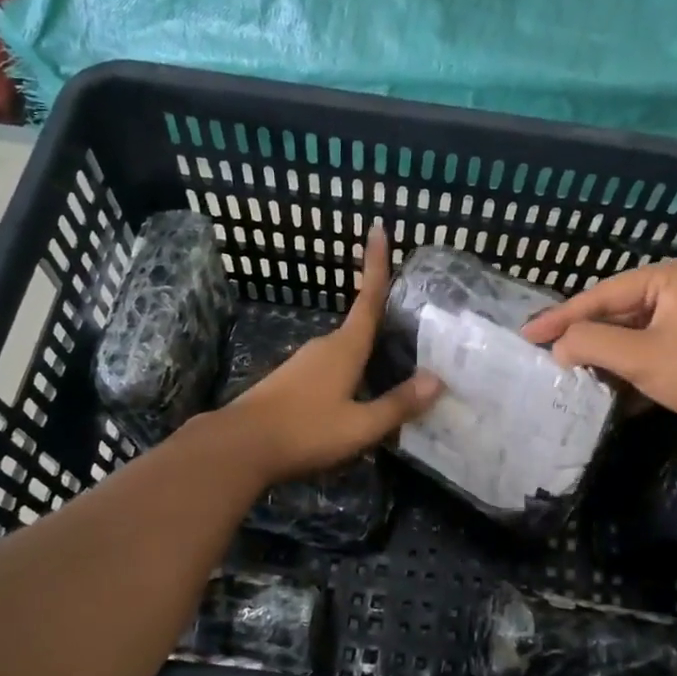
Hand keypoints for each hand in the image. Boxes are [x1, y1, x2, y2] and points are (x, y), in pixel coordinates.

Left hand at [217, 224, 441, 482]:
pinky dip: (349, 374)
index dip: (376, 264)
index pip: (368, 299)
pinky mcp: (290, 381)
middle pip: (360, 327)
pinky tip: (356, 398)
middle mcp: (324, 347)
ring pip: (345, 351)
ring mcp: (303, 363)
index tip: (377, 228)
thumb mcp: (360, 426)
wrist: (238, 447)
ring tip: (392, 371)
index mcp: (345, 348)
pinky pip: (330, 369)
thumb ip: (398, 404)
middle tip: (414, 329)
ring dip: (366, 355)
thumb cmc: (304, 431)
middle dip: (383, 323)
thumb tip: (437, 380)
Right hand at [521, 258, 676, 444]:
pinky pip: (644, 353)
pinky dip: (623, 370)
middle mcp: (672, 292)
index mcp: (663, 278)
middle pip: (612, 314)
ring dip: (601, 357)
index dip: (560, 317)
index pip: (599, 295)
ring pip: (627, 336)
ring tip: (567, 372)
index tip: (526, 334)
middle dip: (581, 337)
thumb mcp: (637, 355)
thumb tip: (558, 347)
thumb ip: (590, 343)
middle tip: (543, 352)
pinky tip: (603, 389)